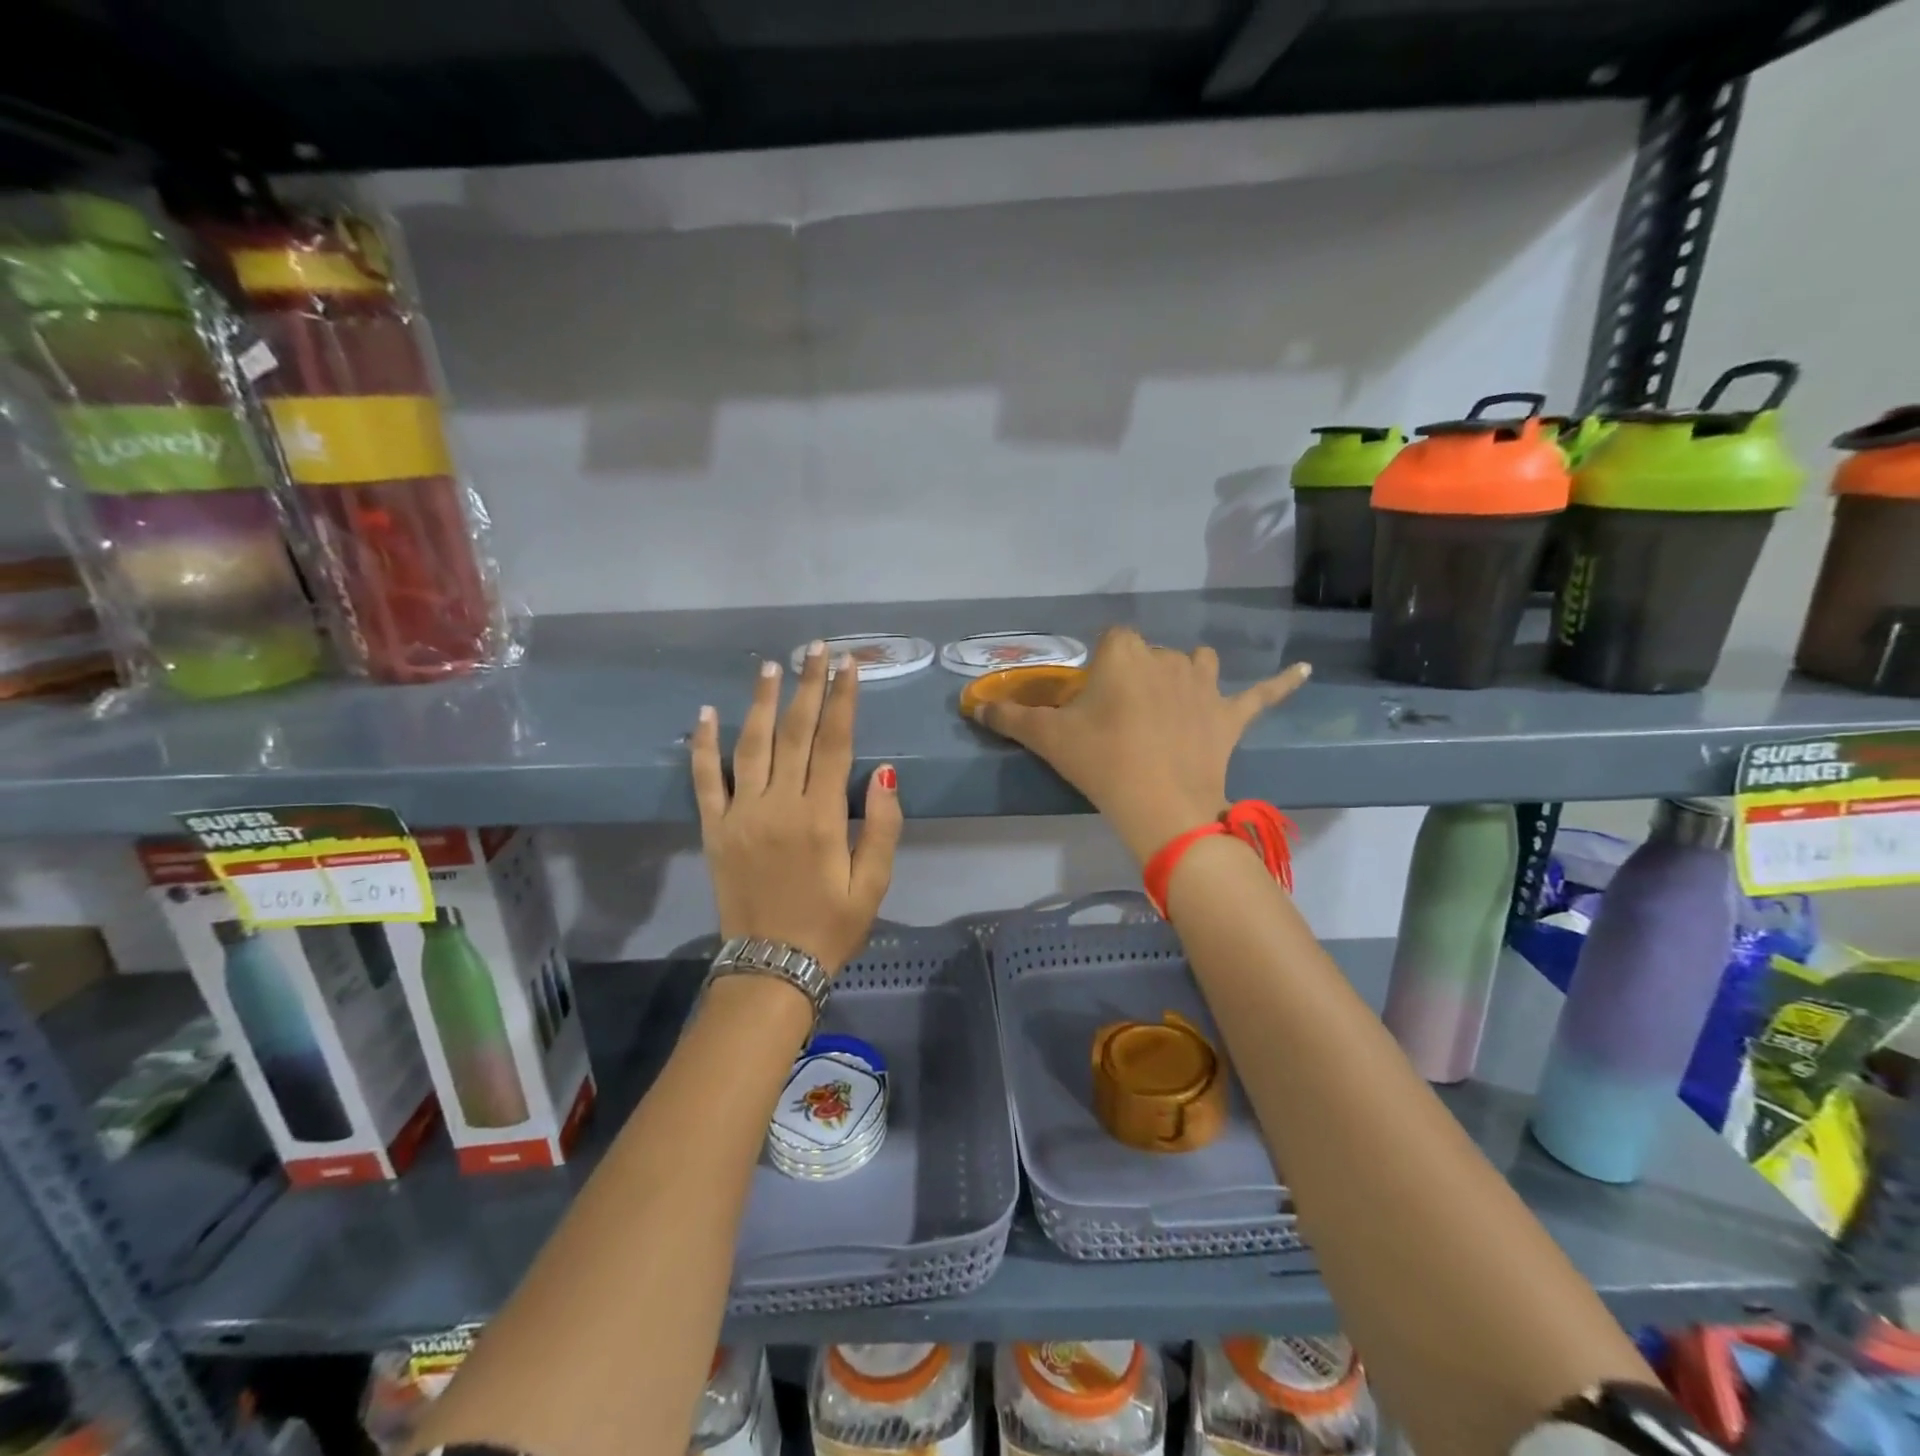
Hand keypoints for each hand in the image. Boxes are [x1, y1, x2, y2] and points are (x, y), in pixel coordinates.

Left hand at [690, 643, 902, 973]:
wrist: (771, 968)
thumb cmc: (831, 927)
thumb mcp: (873, 885)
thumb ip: (882, 827)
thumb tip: (883, 773)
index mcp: (821, 817)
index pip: (835, 743)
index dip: (843, 701)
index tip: (849, 665)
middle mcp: (779, 805)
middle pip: (795, 733)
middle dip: (808, 686)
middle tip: (814, 648)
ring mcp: (741, 814)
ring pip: (750, 745)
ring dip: (761, 701)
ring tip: (770, 665)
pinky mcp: (714, 829)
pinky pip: (705, 780)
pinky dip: (703, 745)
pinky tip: (706, 712)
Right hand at [972, 627, 1310, 862]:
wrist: (1160, 805)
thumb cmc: (1101, 762)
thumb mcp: (1048, 738)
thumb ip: (1010, 717)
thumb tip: (972, 706)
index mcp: (1125, 652)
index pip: (1110, 640)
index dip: (1099, 669)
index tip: (1091, 702)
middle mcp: (1168, 656)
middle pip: (1148, 655)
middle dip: (1135, 678)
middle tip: (1119, 722)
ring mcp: (1205, 684)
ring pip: (1196, 664)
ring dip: (1185, 676)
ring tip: (1171, 704)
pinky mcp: (1231, 714)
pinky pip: (1261, 694)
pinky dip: (1280, 684)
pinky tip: (1302, 671)